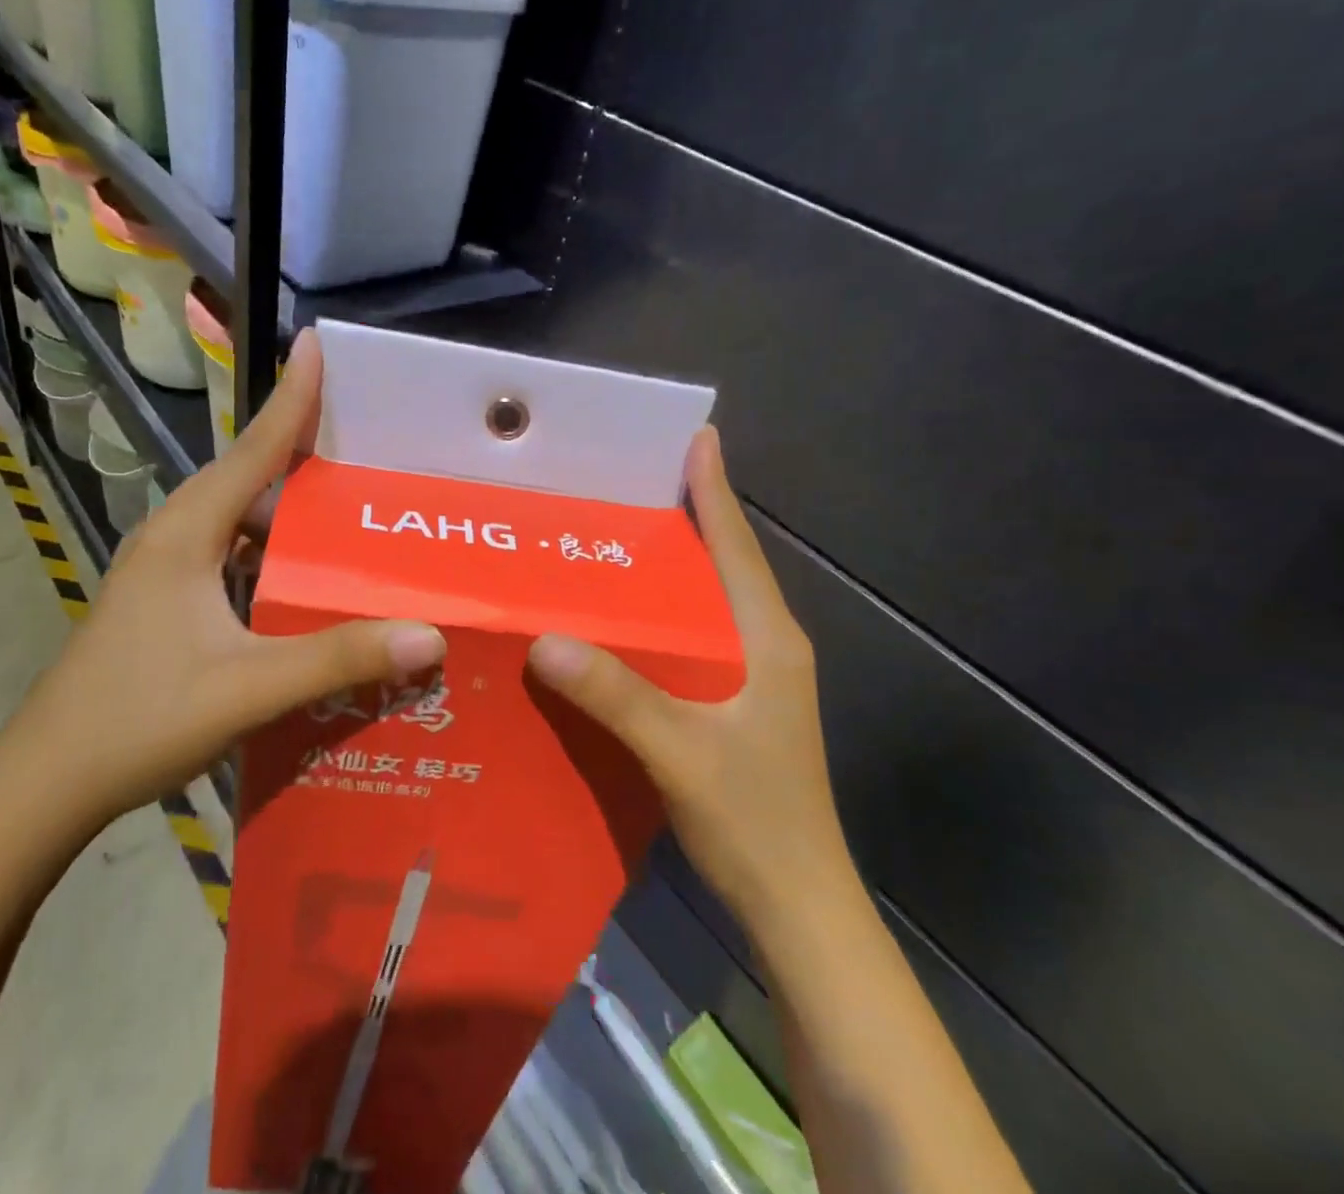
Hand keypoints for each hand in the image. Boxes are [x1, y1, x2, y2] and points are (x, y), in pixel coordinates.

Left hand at [11, 331, 445, 827]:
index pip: (253, 448)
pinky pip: (234, 558)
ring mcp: (166, 572)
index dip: (291, 396)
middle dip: (304, 451)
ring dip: (291, 510)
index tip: (319, 345)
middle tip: (369, 439)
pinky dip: (274, 553)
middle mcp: (175, 537)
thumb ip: (336, 658)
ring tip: (352, 505)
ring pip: (241, 522)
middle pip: (249, 477)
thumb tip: (427, 634)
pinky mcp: (167, 603)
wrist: (45, 784)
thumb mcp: (247, 687)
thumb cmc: (137, 719)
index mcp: (187, 533)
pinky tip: (308, 576)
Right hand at [527, 429, 848, 921]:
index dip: (716, 491)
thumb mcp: (681, 752)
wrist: (798, 905)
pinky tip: (618, 620)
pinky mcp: (737, 705)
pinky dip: (662, 616)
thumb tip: (545, 640)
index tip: (697, 438)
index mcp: (768, 639)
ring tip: (612, 538)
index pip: (737, 547)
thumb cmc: (755, 820)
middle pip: (723, 565)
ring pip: (707, 603)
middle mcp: (766, 646)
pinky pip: (694, 639)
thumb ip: (618, 695)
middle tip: (626, 483)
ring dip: (672, 568)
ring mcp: (755, 678)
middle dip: (686, 518)